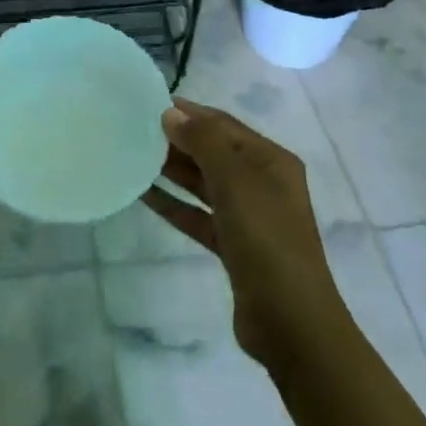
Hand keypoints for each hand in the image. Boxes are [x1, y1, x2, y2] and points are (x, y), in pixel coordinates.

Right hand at [138, 98, 344, 366]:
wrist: (291, 322)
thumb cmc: (267, 240)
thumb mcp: (236, 182)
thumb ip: (203, 143)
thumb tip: (171, 113)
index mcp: (271, 161)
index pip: (225, 125)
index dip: (191, 112)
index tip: (150, 103)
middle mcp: (262, 183)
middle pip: (214, 152)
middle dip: (179, 140)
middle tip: (135, 129)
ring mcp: (249, 216)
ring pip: (204, 183)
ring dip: (173, 170)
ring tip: (134, 155)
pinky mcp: (233, 246)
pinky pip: (198, 215)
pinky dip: (174, 204)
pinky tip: (144, 194)